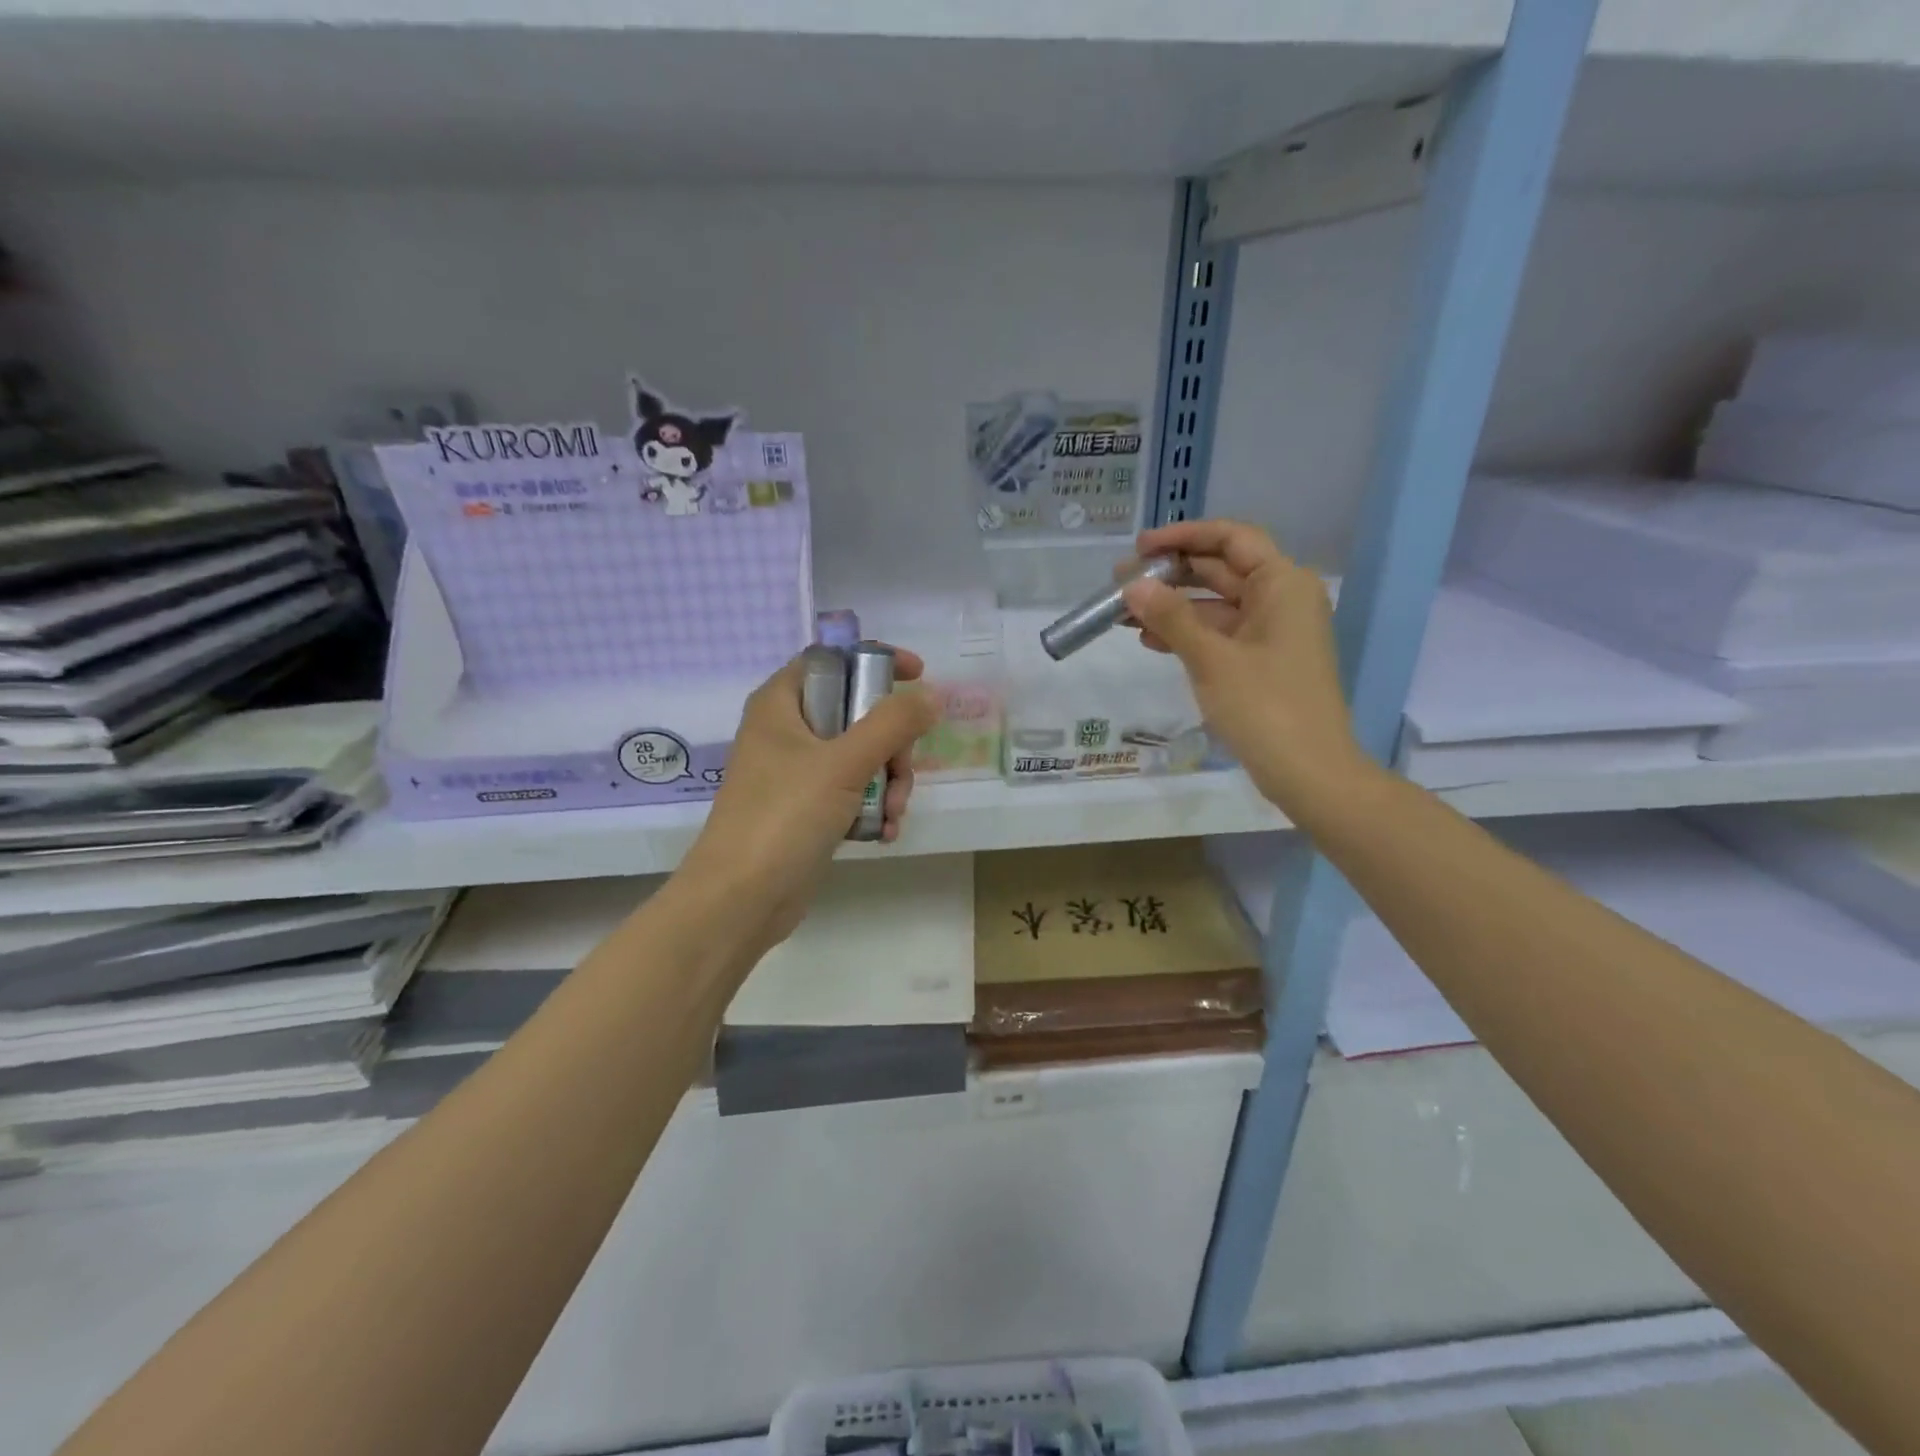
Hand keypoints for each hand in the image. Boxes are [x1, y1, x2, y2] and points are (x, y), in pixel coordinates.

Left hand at [678, 648, 937, 953]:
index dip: (875, 661)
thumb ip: (892, 724)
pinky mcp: (806, 811)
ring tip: (893, 814)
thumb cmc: (784, 817)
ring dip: (889, 782)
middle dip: (892, 744)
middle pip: (857, 713)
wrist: (740, 900)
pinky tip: (884, 833)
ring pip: (861, 757)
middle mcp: (787, 732)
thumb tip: (932, 695)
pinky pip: (853, 793)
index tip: (918, 675)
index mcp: (781, 704)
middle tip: (901, 771)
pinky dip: (873, 808)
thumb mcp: (844, 763)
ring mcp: (796, 774)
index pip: (833, 659)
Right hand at [1121, 519, 1375, 817]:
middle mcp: (1282, 599)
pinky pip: (1221, 634)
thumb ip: (1171, 617)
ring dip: (1173, 606)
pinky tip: (1150, 639)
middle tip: (1120, 580)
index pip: (1231, 539)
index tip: (1141, 547)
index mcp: (1282, 584)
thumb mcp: (1212, 658)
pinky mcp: (1263, 661)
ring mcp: (1273, 632)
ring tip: (1124, 613)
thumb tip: (1133, 586)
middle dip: (1171, 574)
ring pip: (1216, 605)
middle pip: (1221, 570)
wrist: (1310, 772)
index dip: (1184, 537)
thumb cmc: (1265, 707)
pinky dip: (1188, 633)